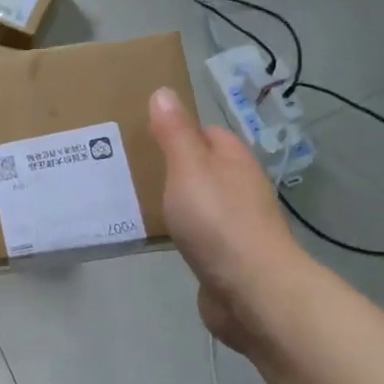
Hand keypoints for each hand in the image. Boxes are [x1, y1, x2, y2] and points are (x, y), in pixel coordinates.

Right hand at [149, 87, 303, 356]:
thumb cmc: (218, 221)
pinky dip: (182, 233)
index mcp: (234, 160)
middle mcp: (240, 188)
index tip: (142, 134)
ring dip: (177, 202)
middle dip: (173, 167)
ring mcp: (237, 226)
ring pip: (202, 203)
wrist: (252, 291)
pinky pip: (200, 236)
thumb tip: (164, 92)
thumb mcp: (188, 168)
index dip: (178, 130)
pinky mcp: (228, 258)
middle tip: (131, 168)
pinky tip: (160, 238)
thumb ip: (174, 132)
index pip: (207, 132)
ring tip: (136, 200)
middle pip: (204, 168)